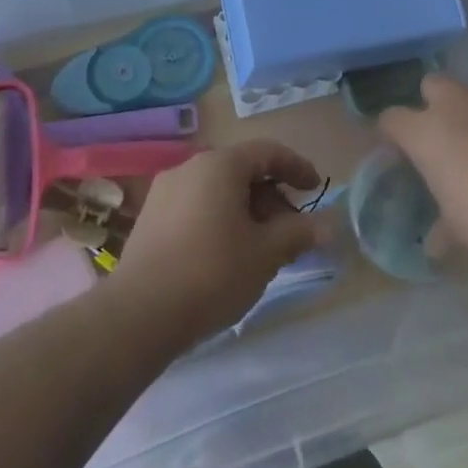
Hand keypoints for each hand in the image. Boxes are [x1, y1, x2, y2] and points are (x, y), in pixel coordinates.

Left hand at [110, 141, 328, 342]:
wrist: (139, 314)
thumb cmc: (212, 273)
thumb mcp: (266, 253)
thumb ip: (299, 233)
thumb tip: (328, 226)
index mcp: (220, 165)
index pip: (267, 152)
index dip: (296, 167)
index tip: (315, 188)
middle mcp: (190, 167)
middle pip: (241, 170)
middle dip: (271, 195)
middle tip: (290, 228)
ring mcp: (165, 191)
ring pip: (218, 189)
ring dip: (246, 209)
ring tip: (261, 245)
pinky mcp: (150, 218)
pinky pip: (196, 205)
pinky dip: (220, 218)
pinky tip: (227, 253)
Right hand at [379, 75, 467, 259]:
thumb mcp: (457, 230)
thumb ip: (441, 230)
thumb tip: (435, 245)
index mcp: (426, 132)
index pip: (391, 118)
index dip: (391, 133)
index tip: (397, 151)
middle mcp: (457, 107)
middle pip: (432, 85)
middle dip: (433, 104)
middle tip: (442, 138)